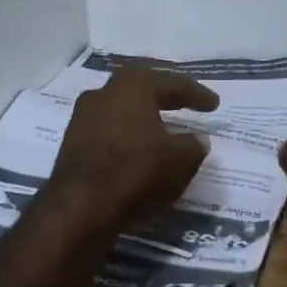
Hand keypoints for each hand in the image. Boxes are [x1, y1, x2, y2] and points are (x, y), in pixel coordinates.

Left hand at [45, 69, 219, 225]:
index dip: (197, 94)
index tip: (214, 105)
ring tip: (163, 127)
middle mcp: (104, 92)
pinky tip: (138, 146)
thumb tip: (197, 140)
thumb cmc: (136, 170)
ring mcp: (83, 115)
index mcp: (132, 85)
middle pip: (142, 89)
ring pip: (122, 109)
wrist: (81, 204)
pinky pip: (109, 129)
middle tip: (187, 103)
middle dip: (167, 96)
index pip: (172, 83)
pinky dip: (127, 133)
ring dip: (144, 115)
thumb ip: (194, 145)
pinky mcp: (72, 140)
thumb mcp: (179, 159)